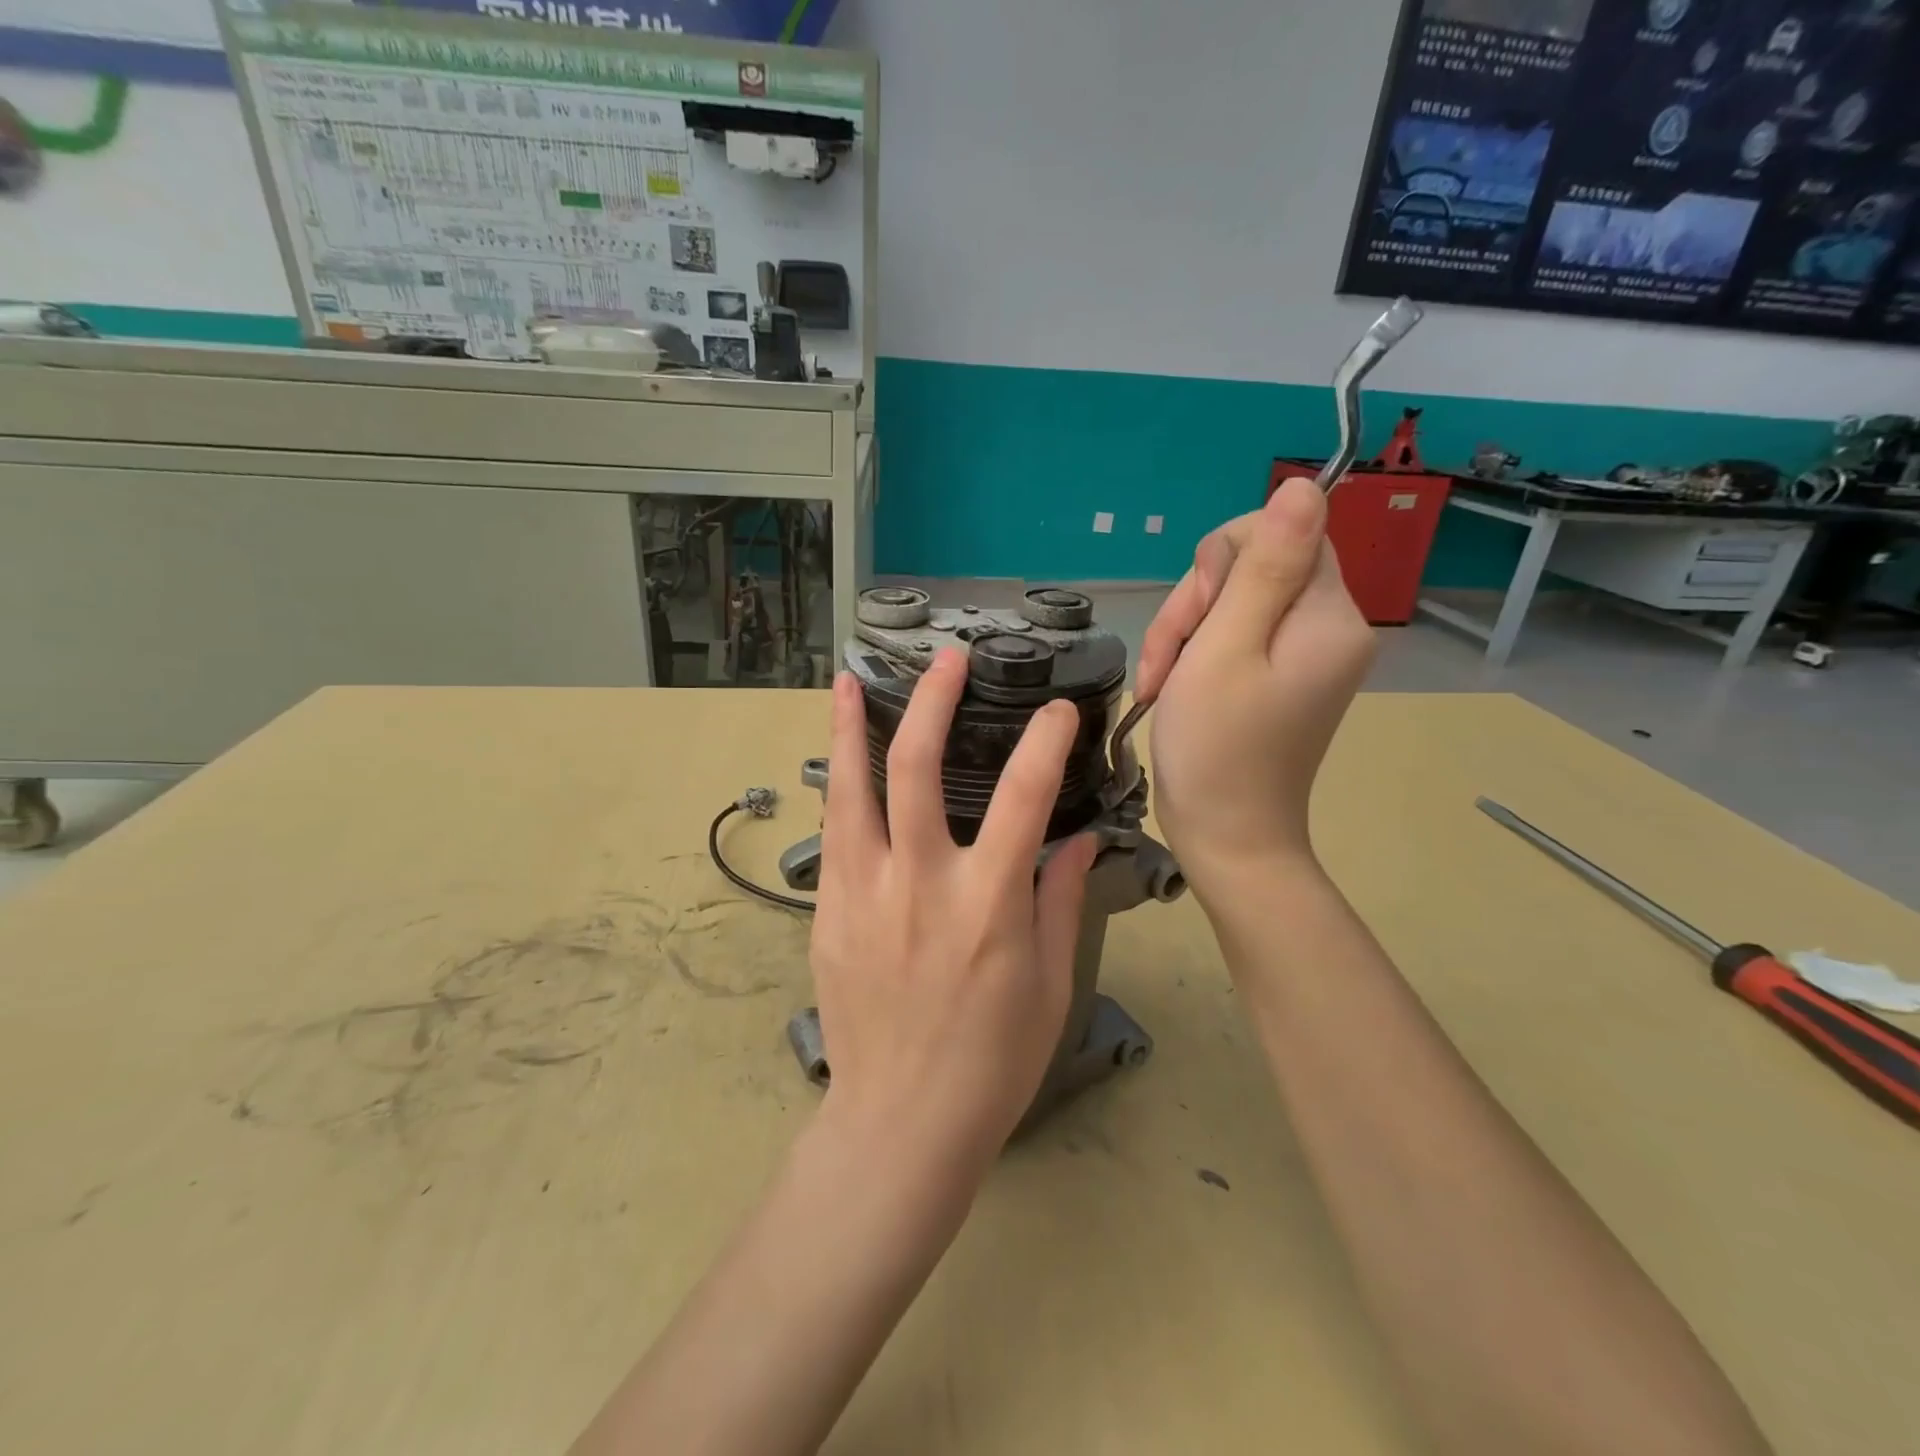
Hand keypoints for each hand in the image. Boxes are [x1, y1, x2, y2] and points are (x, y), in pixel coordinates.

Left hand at [810, 651, 1098, 1174]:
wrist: (899, 1124)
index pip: (1023, 797)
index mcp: (986, 905)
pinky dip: (839, 790)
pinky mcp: (828, 914)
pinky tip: (840, 766)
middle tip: (946, 662)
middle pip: (917, 770)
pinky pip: (834, 836)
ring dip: (851, 730)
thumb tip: (1076, 841)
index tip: (1056, 709)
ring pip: (851, 791)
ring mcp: (863, 895)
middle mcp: (919, 884)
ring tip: (849, 684)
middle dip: (932, 703)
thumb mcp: (1050, 986)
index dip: (1043, 742)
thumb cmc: (991, 1062)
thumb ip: (1058, 902)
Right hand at [1138, 478, 1375, 880]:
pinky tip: (1172, 689)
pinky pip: (1235, 636)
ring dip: (1185, 634)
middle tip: (1169, 660)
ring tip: (1163, 684)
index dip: (1222, 562)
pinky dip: (1196, 656)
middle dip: (1196, 605)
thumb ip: (1263, 567)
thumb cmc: (1217, 749)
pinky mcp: (1281, 677)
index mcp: (1327, 616)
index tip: (1195, 617)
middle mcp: (1328, 628)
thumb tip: (1304, 484)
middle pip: (1254, 567)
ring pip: (1234, 602)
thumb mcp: (1226, 649)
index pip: (1282, 533)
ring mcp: (1304, 656)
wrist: (1227, 839)